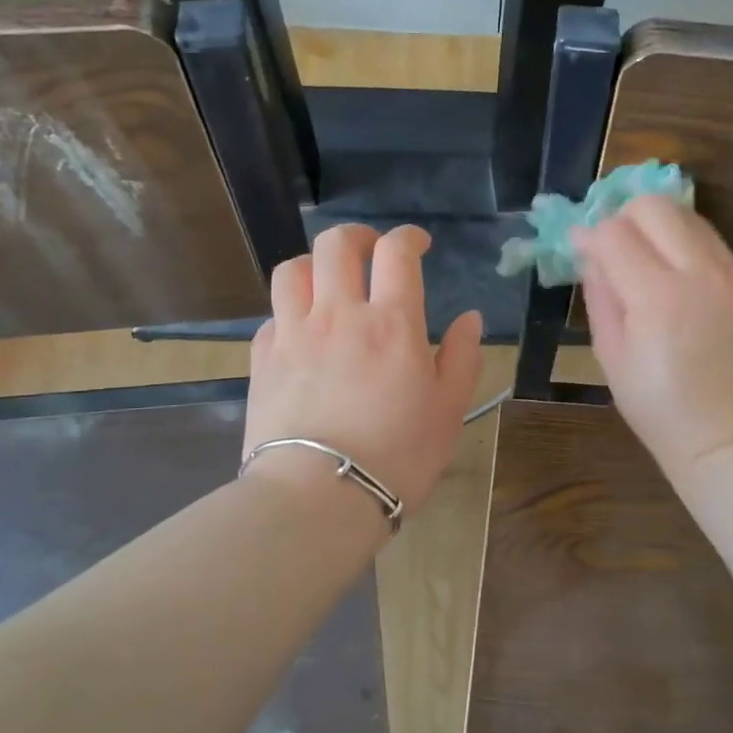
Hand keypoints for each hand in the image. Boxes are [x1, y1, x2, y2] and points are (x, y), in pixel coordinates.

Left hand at [245, 223, 482, 518]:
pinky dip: (291, 311)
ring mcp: (293, 334)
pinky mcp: (262, 359)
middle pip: (336, 245)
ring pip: (294, 269)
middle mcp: (338, 314)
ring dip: (315, 264)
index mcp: (391, 322)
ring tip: (329, 282)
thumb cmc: (398, 455)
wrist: (320, 496)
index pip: (396, 252)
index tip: (418, 245)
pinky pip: (273, 314)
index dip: (408, 237)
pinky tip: (302, 331)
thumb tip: (469, 318)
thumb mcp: (449, 409)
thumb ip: (462, 356)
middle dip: (357, 236)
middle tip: (371, 252)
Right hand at [571, 196, 732, 479]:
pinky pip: (714, 246)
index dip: (590, 235)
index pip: (615, 233)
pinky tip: (679, 284)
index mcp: (658, 298)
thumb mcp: (610, 355)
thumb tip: (588, 250)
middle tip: (615, 249)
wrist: (727, 436)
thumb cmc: (656, 406)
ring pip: (689, 217)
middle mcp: (701, 275)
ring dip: (659, 228)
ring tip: (647, 263)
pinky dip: (687, 250)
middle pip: (656, 206)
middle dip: (625, 217)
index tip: (581, 249)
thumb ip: (600, 293)